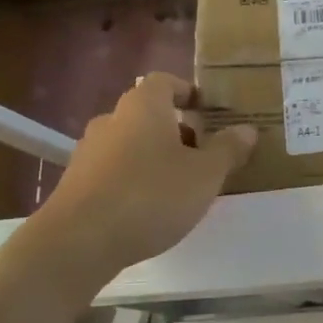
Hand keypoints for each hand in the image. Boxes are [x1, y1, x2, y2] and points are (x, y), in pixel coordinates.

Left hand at [38, 74, 256, 270]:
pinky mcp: (76, 183)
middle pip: (148, 114)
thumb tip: (246, 129)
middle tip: (202, 155)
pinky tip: (148, 208)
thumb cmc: (151, 196)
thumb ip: (227, 150)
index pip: (165, 81)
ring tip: (179, 186)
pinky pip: (113, 171)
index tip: (206, 110)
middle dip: (176, 130)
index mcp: (144, 106)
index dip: (187, 92)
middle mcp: (112, 119)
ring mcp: (88, 151)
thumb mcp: (205, 175)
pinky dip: (133, 179)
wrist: (79, 241)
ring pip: (130, 143)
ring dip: (154, 157)